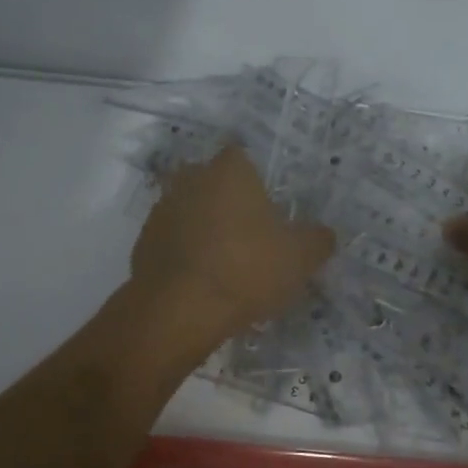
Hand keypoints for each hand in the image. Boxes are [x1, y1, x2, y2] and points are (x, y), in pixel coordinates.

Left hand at [131, 145, 336, 337]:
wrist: (179, 309)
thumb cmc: (246, 269)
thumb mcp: (300, 257)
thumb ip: (317, 239)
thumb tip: (324, 234)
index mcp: (229, 170)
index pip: (242, 157)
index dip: (256, 180)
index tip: (268, 208)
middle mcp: (191, 179)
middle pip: (213, 183)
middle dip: (228, 202)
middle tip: (251, 236)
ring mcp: (162, 209)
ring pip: (191, 211)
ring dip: (205, 228)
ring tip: (226, 263)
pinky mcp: (143, 242)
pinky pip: (173, 240)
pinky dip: (186, 254)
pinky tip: (201, 281)